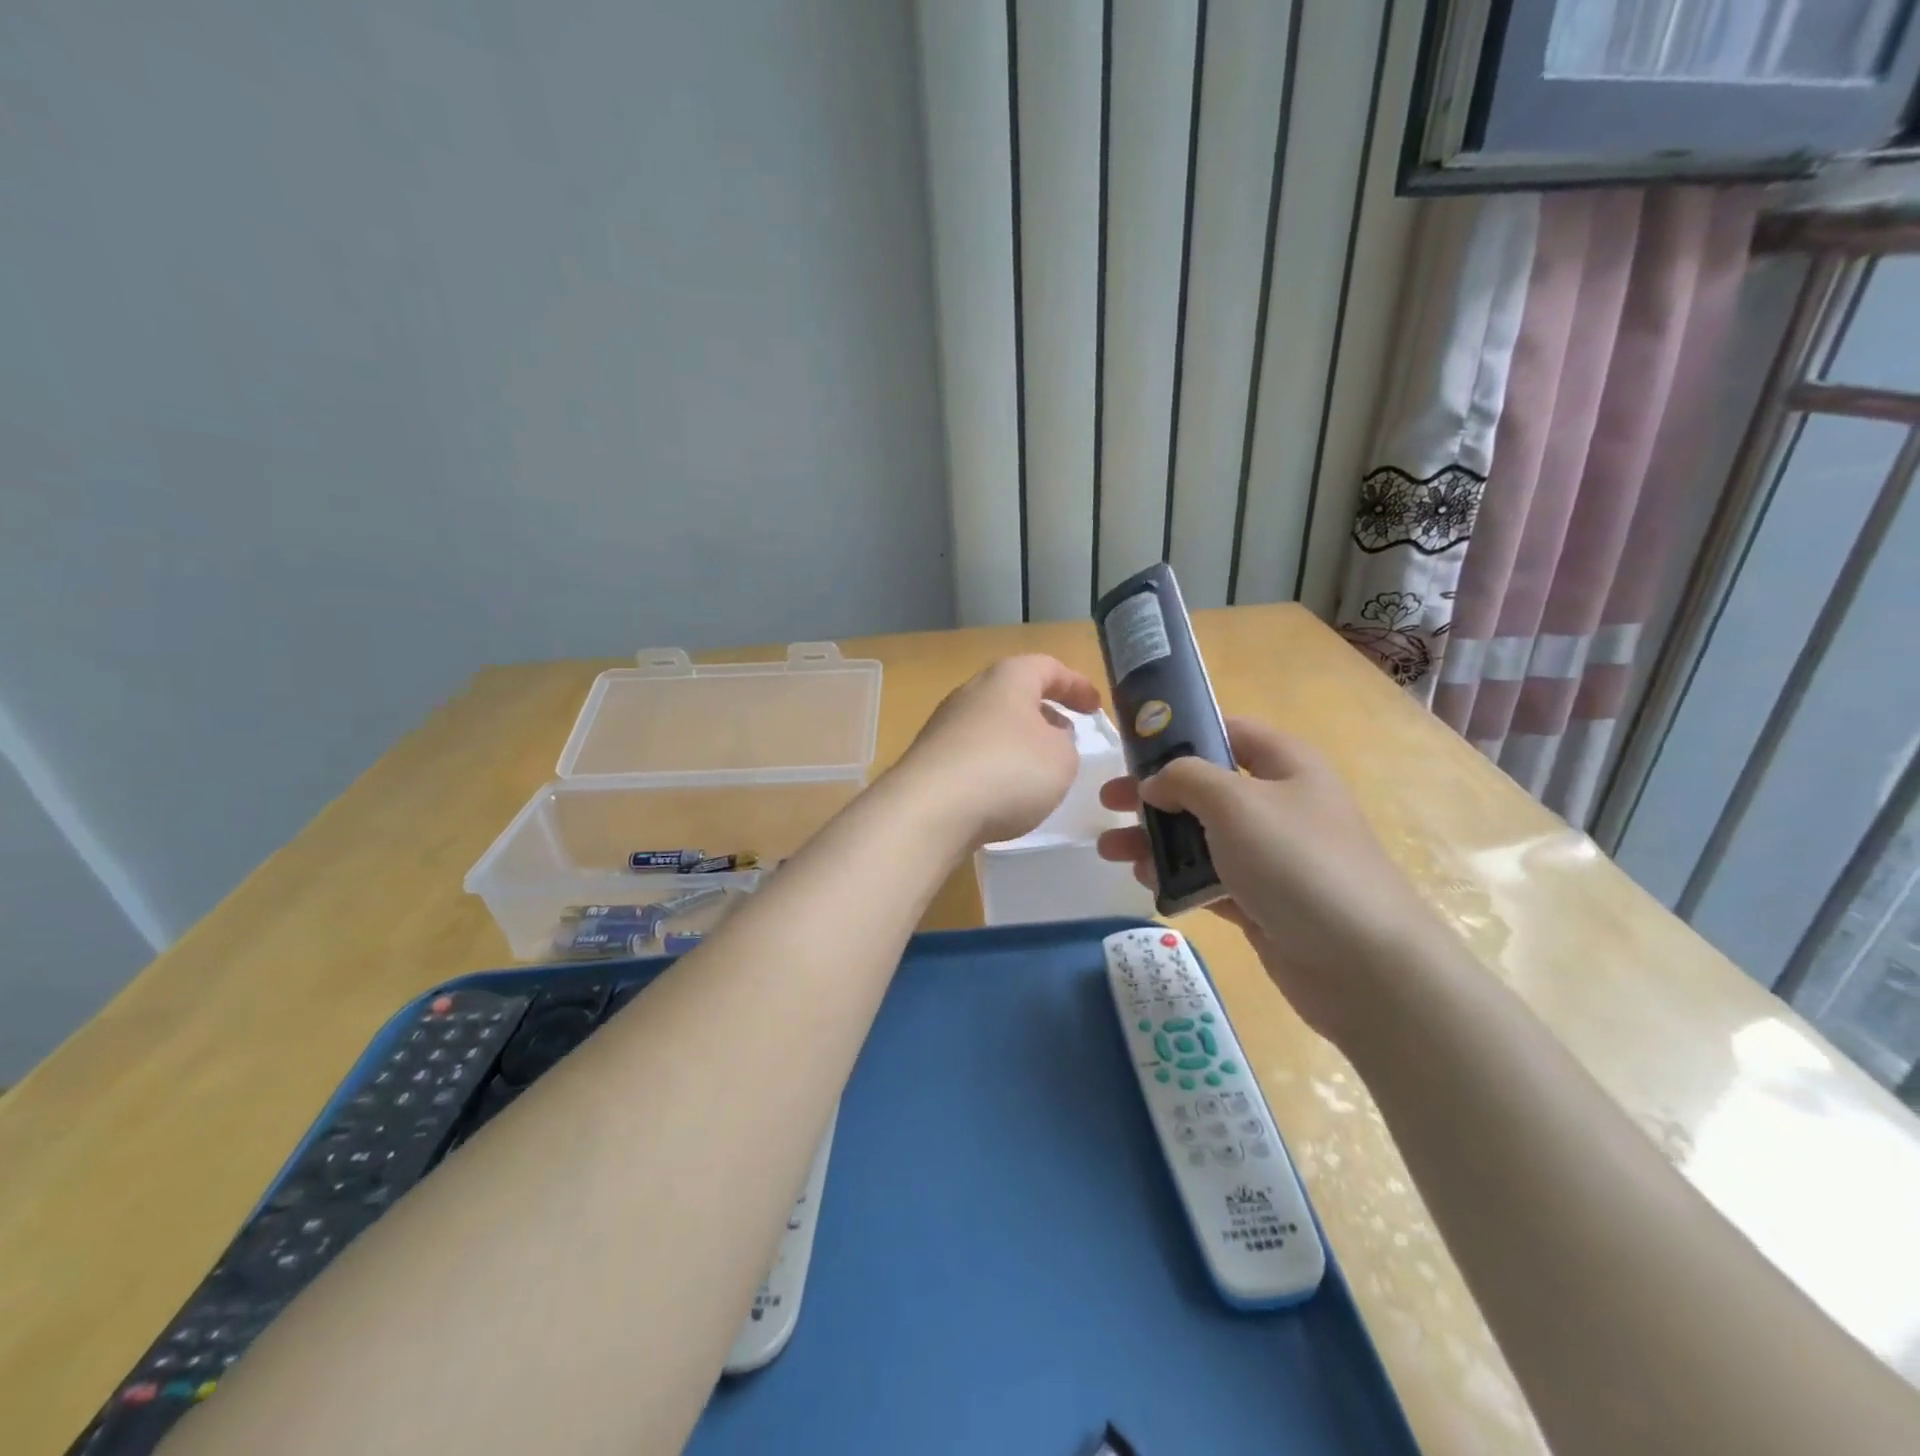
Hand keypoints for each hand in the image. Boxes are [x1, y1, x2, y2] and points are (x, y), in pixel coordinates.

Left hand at [891, 655, 1102, 847]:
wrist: (928, 811)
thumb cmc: (1007, 771)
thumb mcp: (1062, 759)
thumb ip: (1065, 745)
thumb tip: (1050, 739)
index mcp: (1007, 679)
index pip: (1048, 667)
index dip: (1076, 685)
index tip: (1095, 707)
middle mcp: (971, 693)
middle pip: (1014, 693)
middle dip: (1044, 712)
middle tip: (1066, 735)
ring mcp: (945, 726)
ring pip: (993, 724)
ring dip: (1019, 741)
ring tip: (1039, 769)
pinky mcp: (930, 759)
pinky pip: (973, 753)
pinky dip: (995, 764)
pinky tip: (1003, 793)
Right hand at [1095, 717, 1430, 1043]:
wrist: (1361, 962)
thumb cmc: (1296, 862)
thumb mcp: (1235, 802)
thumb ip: (1185, 779)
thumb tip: (1156, 783)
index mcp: (1285, 766)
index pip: (1228, 732)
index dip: (1181, 733)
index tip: (1133, 747)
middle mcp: (1279, 805)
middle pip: (1205, 788)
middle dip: (1154, 794)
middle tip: (1107, 801)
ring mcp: (1271, 856)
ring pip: (1201, 837)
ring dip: (1155, 840)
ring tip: (1110, 851)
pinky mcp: (1261, 900)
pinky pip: (1209, 879)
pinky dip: (1178, 878)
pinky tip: (1146, 883)